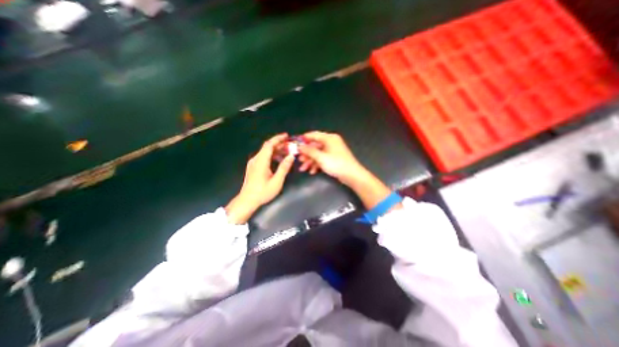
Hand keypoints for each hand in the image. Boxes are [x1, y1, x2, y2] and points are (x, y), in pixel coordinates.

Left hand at [226, 134, 295, 223]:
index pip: (269, 145)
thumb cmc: (262, 192)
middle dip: (278, 144)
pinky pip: (263, 156)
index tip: (286, 136)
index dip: (278, 138)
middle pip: (267, 147)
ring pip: (265, 152)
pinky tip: (278, 159)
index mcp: (261, 161)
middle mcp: (256, 159)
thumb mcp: (276, 181)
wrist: (247, 200)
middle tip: (290, 144)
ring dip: (276, 150)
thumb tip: (291, 156)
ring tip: (286, 152)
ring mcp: (253, 163)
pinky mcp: (253, 167)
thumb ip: (284, 168)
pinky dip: (272, 155)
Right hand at [298, 131, 392, 209]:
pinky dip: (317, 164)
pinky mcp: (333, 159)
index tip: (295, 143)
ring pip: (318, 154)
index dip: (304, 139)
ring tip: (303, 169)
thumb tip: (299, 146)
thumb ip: (309, 151)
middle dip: (306, 154)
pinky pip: (322, 159)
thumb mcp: (321, 157)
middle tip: (299, 160)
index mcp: (329, 138)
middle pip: (315, 146)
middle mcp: (331, 142)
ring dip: (310, 161)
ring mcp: (332, 151)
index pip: (314, 135)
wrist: (352, 175)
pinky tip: (312, 171)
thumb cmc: (336, 164)